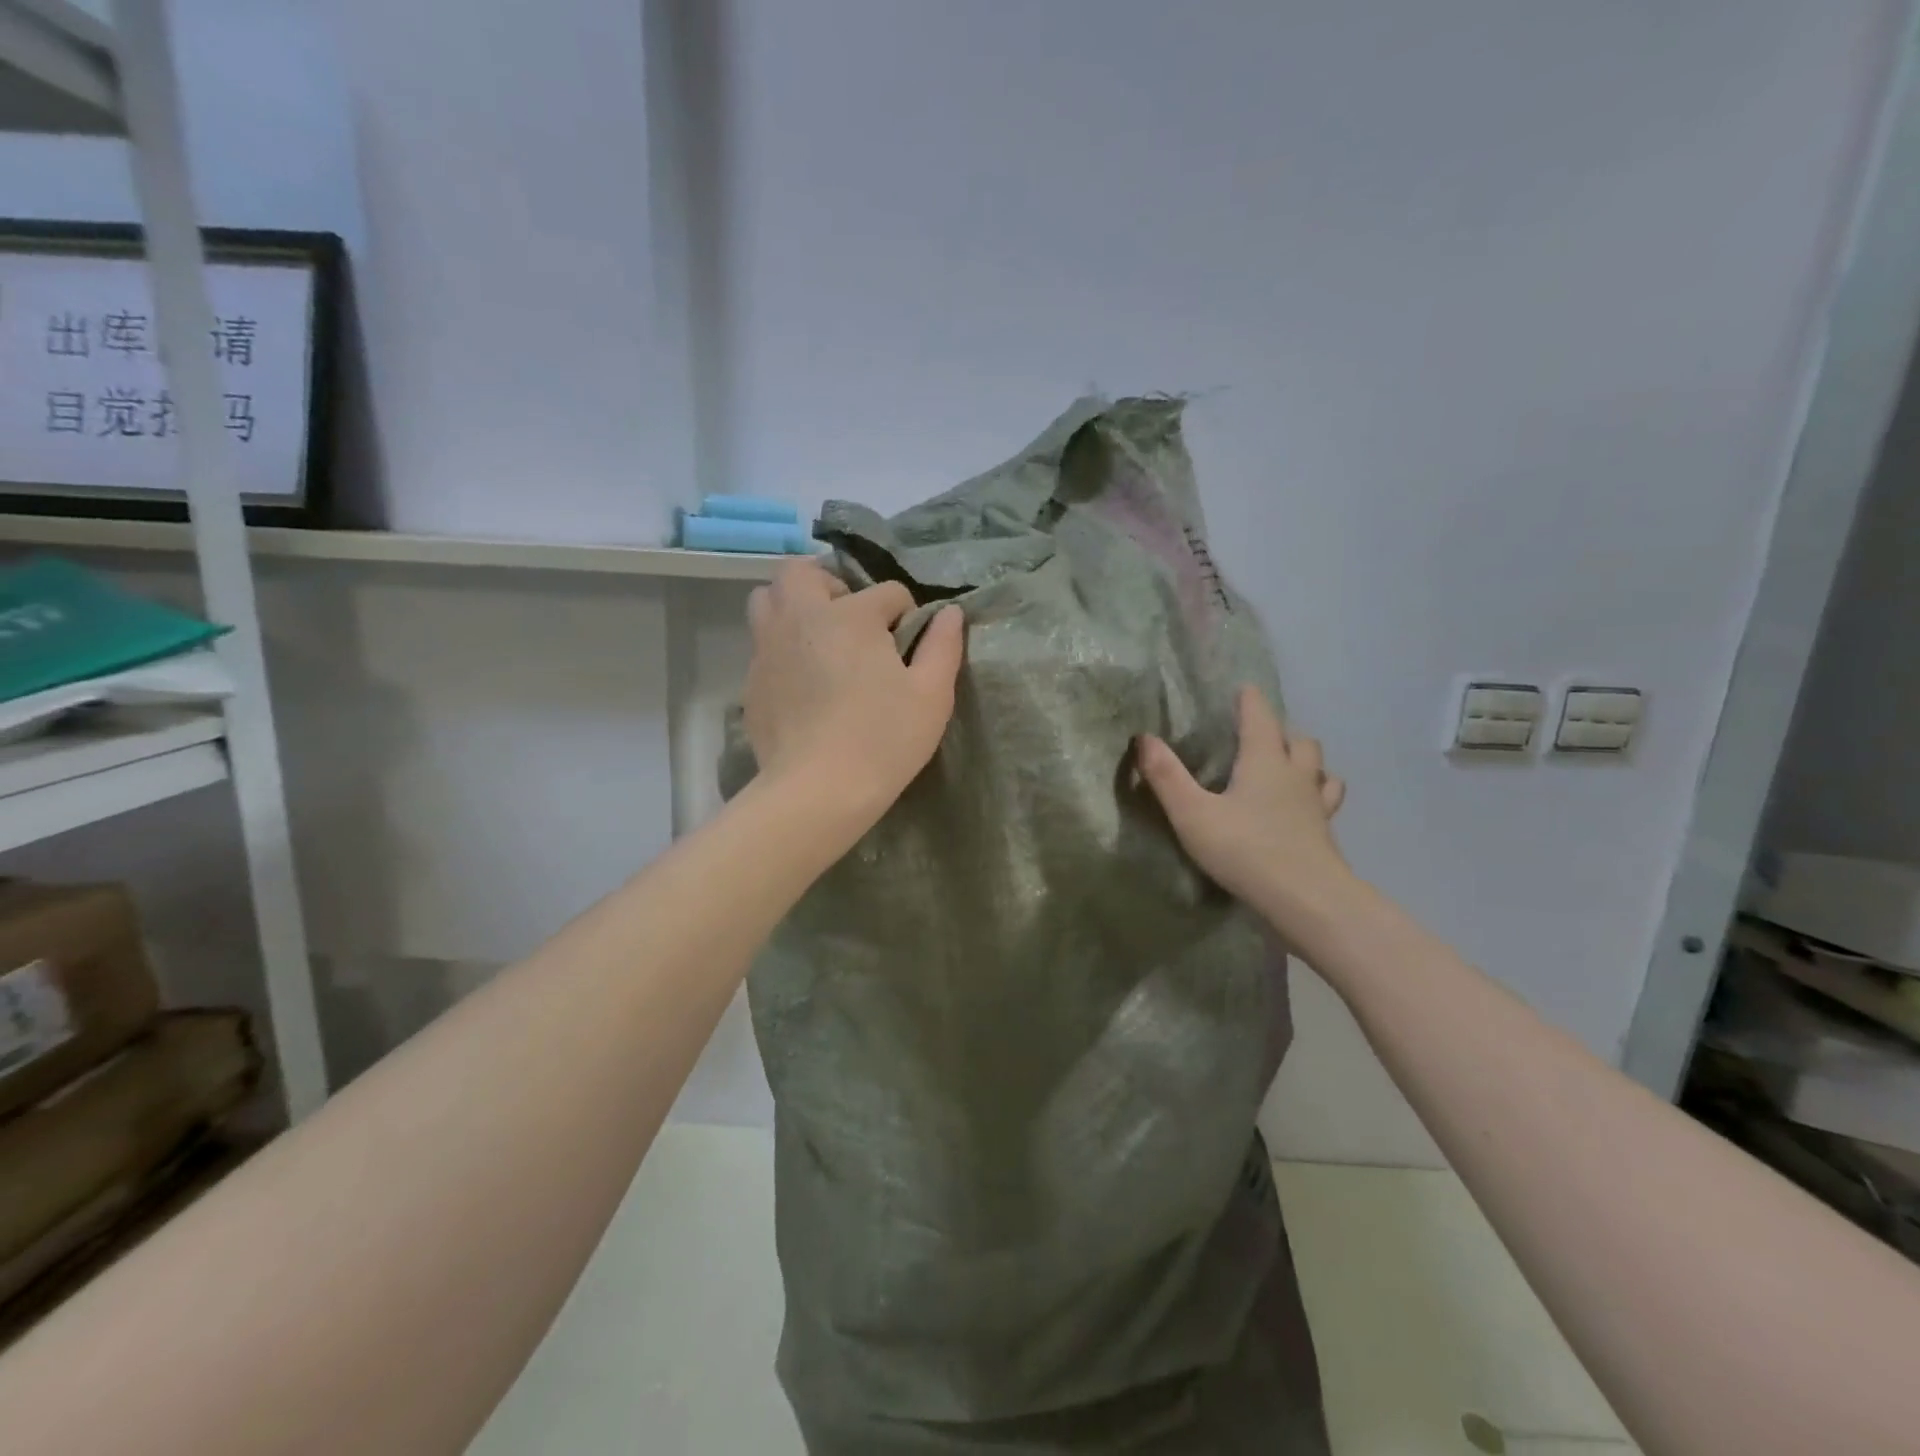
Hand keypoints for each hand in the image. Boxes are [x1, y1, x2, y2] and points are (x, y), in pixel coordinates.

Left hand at [742, 560, 963, 825]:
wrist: (817, 791)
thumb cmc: (884, 739)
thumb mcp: (932, 695)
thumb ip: (943, 646)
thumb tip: (950, 612)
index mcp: (850, 615)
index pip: (887, 592)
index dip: (906, 615)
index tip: (909, 648)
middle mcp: (802, 618)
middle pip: (803, 572)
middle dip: (831, 585)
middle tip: (852, 621)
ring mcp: (769, 648)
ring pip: (768, 599)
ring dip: (794, 606)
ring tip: (819, 640)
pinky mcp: (751, 681)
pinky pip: (762, 644)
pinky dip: (782, 647)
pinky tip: (803, 683)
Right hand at [1137, 687, 1351, 930]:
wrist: (1306, 900)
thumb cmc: (1246, 849)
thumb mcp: (1193, 813)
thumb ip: (1166, 776)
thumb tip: (1142, 738)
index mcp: (1264, 760)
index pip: (1260, 716)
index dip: (1249, 700)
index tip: (1242, 689)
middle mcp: (1295, 774)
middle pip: (1297, 739)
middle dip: (1279, 731)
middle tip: (1258, 736)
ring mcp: (1316, 804)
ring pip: (1319, 769)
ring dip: (1304, 761)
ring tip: (1286, 768)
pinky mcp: (1325, 833)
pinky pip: (1325, 802)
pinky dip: (1317, 795)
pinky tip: (1304, 810)